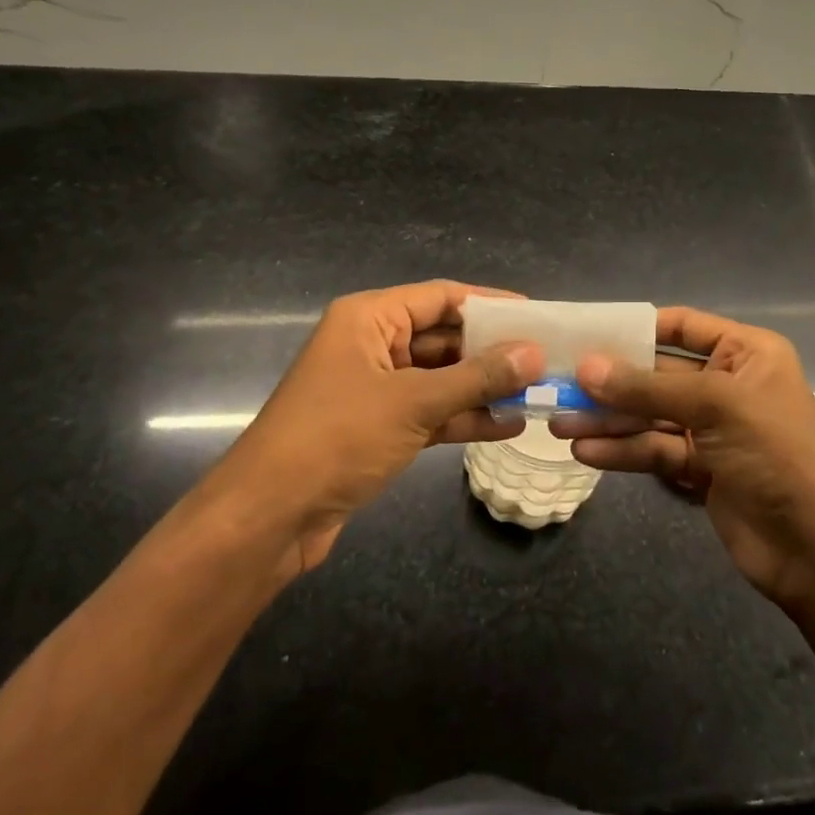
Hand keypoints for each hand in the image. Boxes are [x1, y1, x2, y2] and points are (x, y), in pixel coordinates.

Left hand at [210, 281, 540, 576]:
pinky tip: (508, 426)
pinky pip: (430, 412)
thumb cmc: (337, 438)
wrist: (269, 517)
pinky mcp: (378, 427)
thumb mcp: (414, 402)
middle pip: (443, 337)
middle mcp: (372, 344)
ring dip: (483, 387)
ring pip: (440, 377)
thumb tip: (535, 354)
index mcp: (369, 318)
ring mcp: (375, 388)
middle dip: (492, 351)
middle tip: (545, 358)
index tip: (536, 315)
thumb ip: (477, 377)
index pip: (441, 297)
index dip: (489, 304)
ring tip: (537, 393)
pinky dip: (464, 417)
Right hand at [550, 307, 814, 609]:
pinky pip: (654, 450)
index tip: (586, 333)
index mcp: (745, 353)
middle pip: (658, 374)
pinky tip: (586, 452)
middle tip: (559, 385)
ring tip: (559, 424)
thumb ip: (648, 388)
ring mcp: (713, 429)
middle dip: (611, 383)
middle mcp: (728, 384)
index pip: (682, 325)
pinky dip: (622, 451)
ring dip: (608, 420)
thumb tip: (586, 368)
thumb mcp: (716, 407)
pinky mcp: (701, 469)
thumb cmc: (777, 456)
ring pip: (650, 416)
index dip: (636, 327)